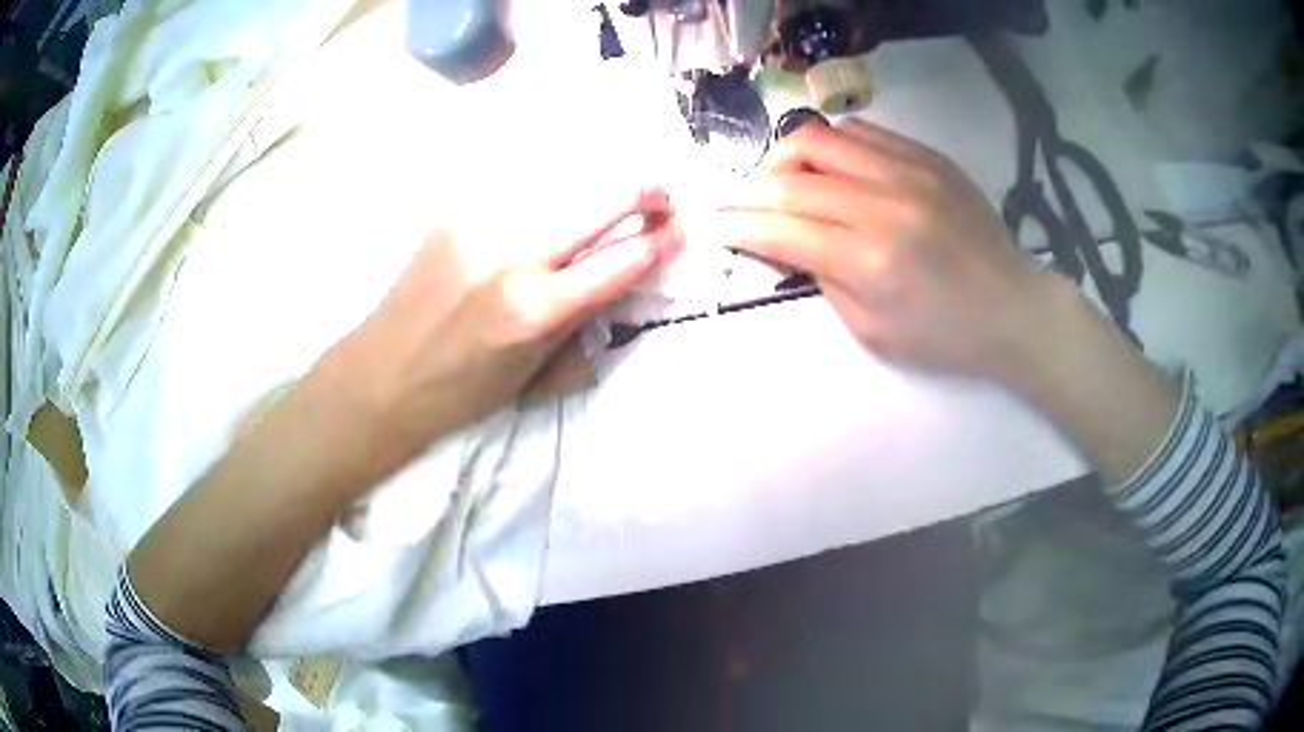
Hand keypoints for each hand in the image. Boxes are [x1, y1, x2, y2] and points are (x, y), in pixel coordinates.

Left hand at [330, 188, 681, 479]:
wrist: (383, 374)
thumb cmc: (462, 392)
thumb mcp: (535, 373)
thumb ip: (583, 320)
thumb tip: (621, 277)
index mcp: (536, 310)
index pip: (621, 260)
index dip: (660, 241)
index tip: (681, 230)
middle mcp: (512, 255)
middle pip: (599, 198)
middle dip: (643, 192)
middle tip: (662, 194)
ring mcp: (481, 224)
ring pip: (562, 181)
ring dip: (597, 184)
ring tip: (615, 189)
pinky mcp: (456, 211)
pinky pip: (520, 187)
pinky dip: (551, 188)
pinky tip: (558, 194)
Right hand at [714, 119, 1062, 385]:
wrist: (1012, 306)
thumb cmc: (944, 335)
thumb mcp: (872, 331)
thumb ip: (824, 280)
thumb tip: (789, 241)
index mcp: (869, 260)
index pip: (782, 229)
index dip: (739, 225)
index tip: (713, 222)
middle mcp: (883, 204)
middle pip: (791, 178)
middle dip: (749, 190)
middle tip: (736, 201)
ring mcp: (908, 171)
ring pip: (820, 139)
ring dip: (786, 158)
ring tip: (784, 180)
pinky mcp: (927, 156)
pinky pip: (861, 132)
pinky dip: (831, 147)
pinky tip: (831, 168)